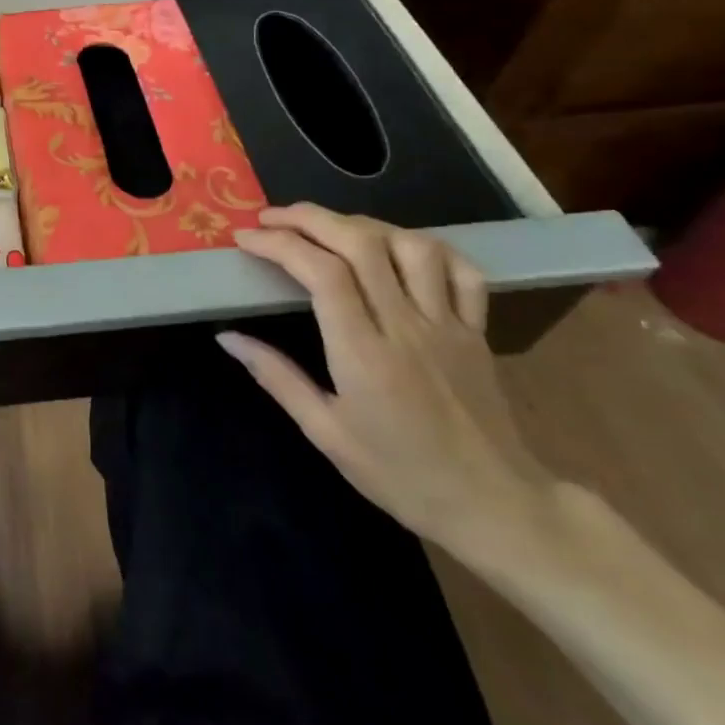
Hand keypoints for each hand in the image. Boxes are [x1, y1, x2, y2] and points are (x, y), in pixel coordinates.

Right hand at [220, 204, 557, 551]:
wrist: (497, 508)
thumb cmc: (401, 476)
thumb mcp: (325, 433)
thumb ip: (277, 377)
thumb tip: (228, 337)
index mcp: (364, 354)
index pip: (321, 273)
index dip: (279, 243)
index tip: (246, 237)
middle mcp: (406, 326)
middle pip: (360, 243)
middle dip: (309, 218)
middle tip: (272, 217)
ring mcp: (448, 324)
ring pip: (410, 245)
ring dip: (361, 224)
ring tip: (329, 229)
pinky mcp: (477, 330)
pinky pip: (461, 271)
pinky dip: (427, 247)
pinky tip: (398, 248)